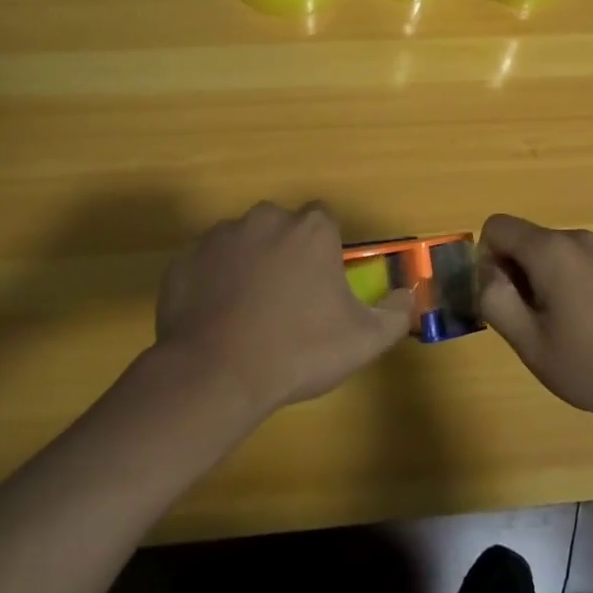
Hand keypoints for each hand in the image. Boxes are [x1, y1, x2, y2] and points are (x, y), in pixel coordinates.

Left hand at [154, 202, 414, 416]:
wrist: (216, 374)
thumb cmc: (298, 351)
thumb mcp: (363, 340)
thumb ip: (394, 313)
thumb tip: (406, 295)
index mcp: (310, 229)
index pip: (324, 222)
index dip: (324, 251)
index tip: (321, 283)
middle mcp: (265, 218)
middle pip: (282, 228)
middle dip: (286, 254)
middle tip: (286, 301)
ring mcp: (220, 235)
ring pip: (243, 242)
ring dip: (249, 265)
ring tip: (248, 313)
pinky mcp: (186, 258)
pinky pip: (208, 263)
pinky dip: (214, 281)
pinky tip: (216, 318)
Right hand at [477, 214, 592, 431]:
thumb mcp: (530, 342)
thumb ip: (495, 300)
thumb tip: (484, 273)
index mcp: (550, 249)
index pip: (495, 227)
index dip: (484, 260)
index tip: (500, 300)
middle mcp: (573, 239)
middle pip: (519, 240)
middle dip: (509, 274)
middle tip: (525, 322)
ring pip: (541, 253)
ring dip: (532, 283)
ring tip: (552, 328)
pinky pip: (565, 262)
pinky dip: (555, 285)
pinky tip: (575, 326)